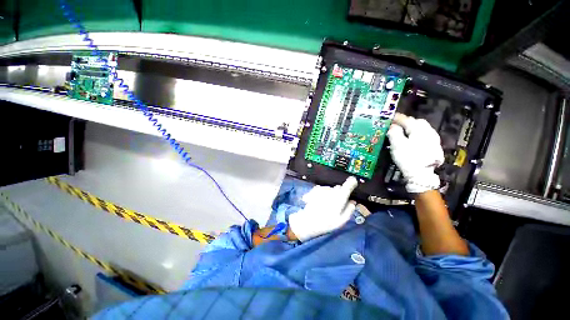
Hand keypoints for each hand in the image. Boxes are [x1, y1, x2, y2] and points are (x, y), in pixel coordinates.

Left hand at [288, 177, 357, 241]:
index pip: (348, 185)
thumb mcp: (342, 220)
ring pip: (330, 189)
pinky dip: (323, 193)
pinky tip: (320, 202)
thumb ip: (349, 209)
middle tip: (337, 205)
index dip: (352, 182)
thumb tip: (353, 202)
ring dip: (330, 194)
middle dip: (340, 193)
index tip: (353, 182)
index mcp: (340, 197)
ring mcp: (322, 189)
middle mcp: (331, 190)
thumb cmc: (326, 223)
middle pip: (339, 188)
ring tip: (326, 205)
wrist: (308, 222)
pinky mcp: (314, 190)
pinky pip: (322, 189)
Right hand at [387, 114, 443, 193]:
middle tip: (396, 124)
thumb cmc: (408, 158)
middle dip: (406, 121)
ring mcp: (433, 139)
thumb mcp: (397, 145)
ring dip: (412, 127)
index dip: (397, 118)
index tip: (390, 117)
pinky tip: (413, 139)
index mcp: (419, 130)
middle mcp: (429, 132)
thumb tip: (392, 126)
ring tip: (403, 131)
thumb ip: (394, 133)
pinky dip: (417, 134)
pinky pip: (425, 135)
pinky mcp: (434, 146)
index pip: (407, 120)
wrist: (422, 175)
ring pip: (422, 128)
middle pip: (417, 122)